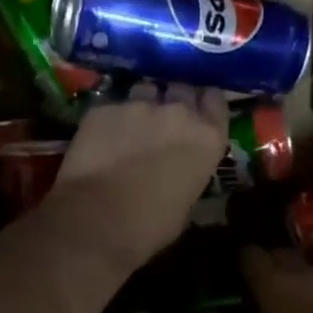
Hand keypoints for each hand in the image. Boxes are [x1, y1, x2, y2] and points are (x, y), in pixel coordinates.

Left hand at [47, 83, 228, 270]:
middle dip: (174, 98)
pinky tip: (101, 137)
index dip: (204, 104)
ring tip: (131, 125)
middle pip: (181, 87)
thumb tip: (179, 168)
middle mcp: (178, 111)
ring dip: (142, 104)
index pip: (214, 98)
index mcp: (207, 137)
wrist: (98, 221)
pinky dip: (110, 117)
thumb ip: (189, 169)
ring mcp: (138, 104)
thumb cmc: (151, 225)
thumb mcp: (187, 200)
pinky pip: (112, 104)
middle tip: (164, 119)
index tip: (198, 112)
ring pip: (144, 89)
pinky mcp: (103, 107)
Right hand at [240, 247, 312, 312]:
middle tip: (255, 290)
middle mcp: (300, 273)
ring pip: (303, 271)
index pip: (248, 254)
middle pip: (279, 254)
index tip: (229, 277)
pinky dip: (312, 298)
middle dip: (267, 267)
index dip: (237, 263)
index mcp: (271, 282)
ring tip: (282, 308)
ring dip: (292, 283)